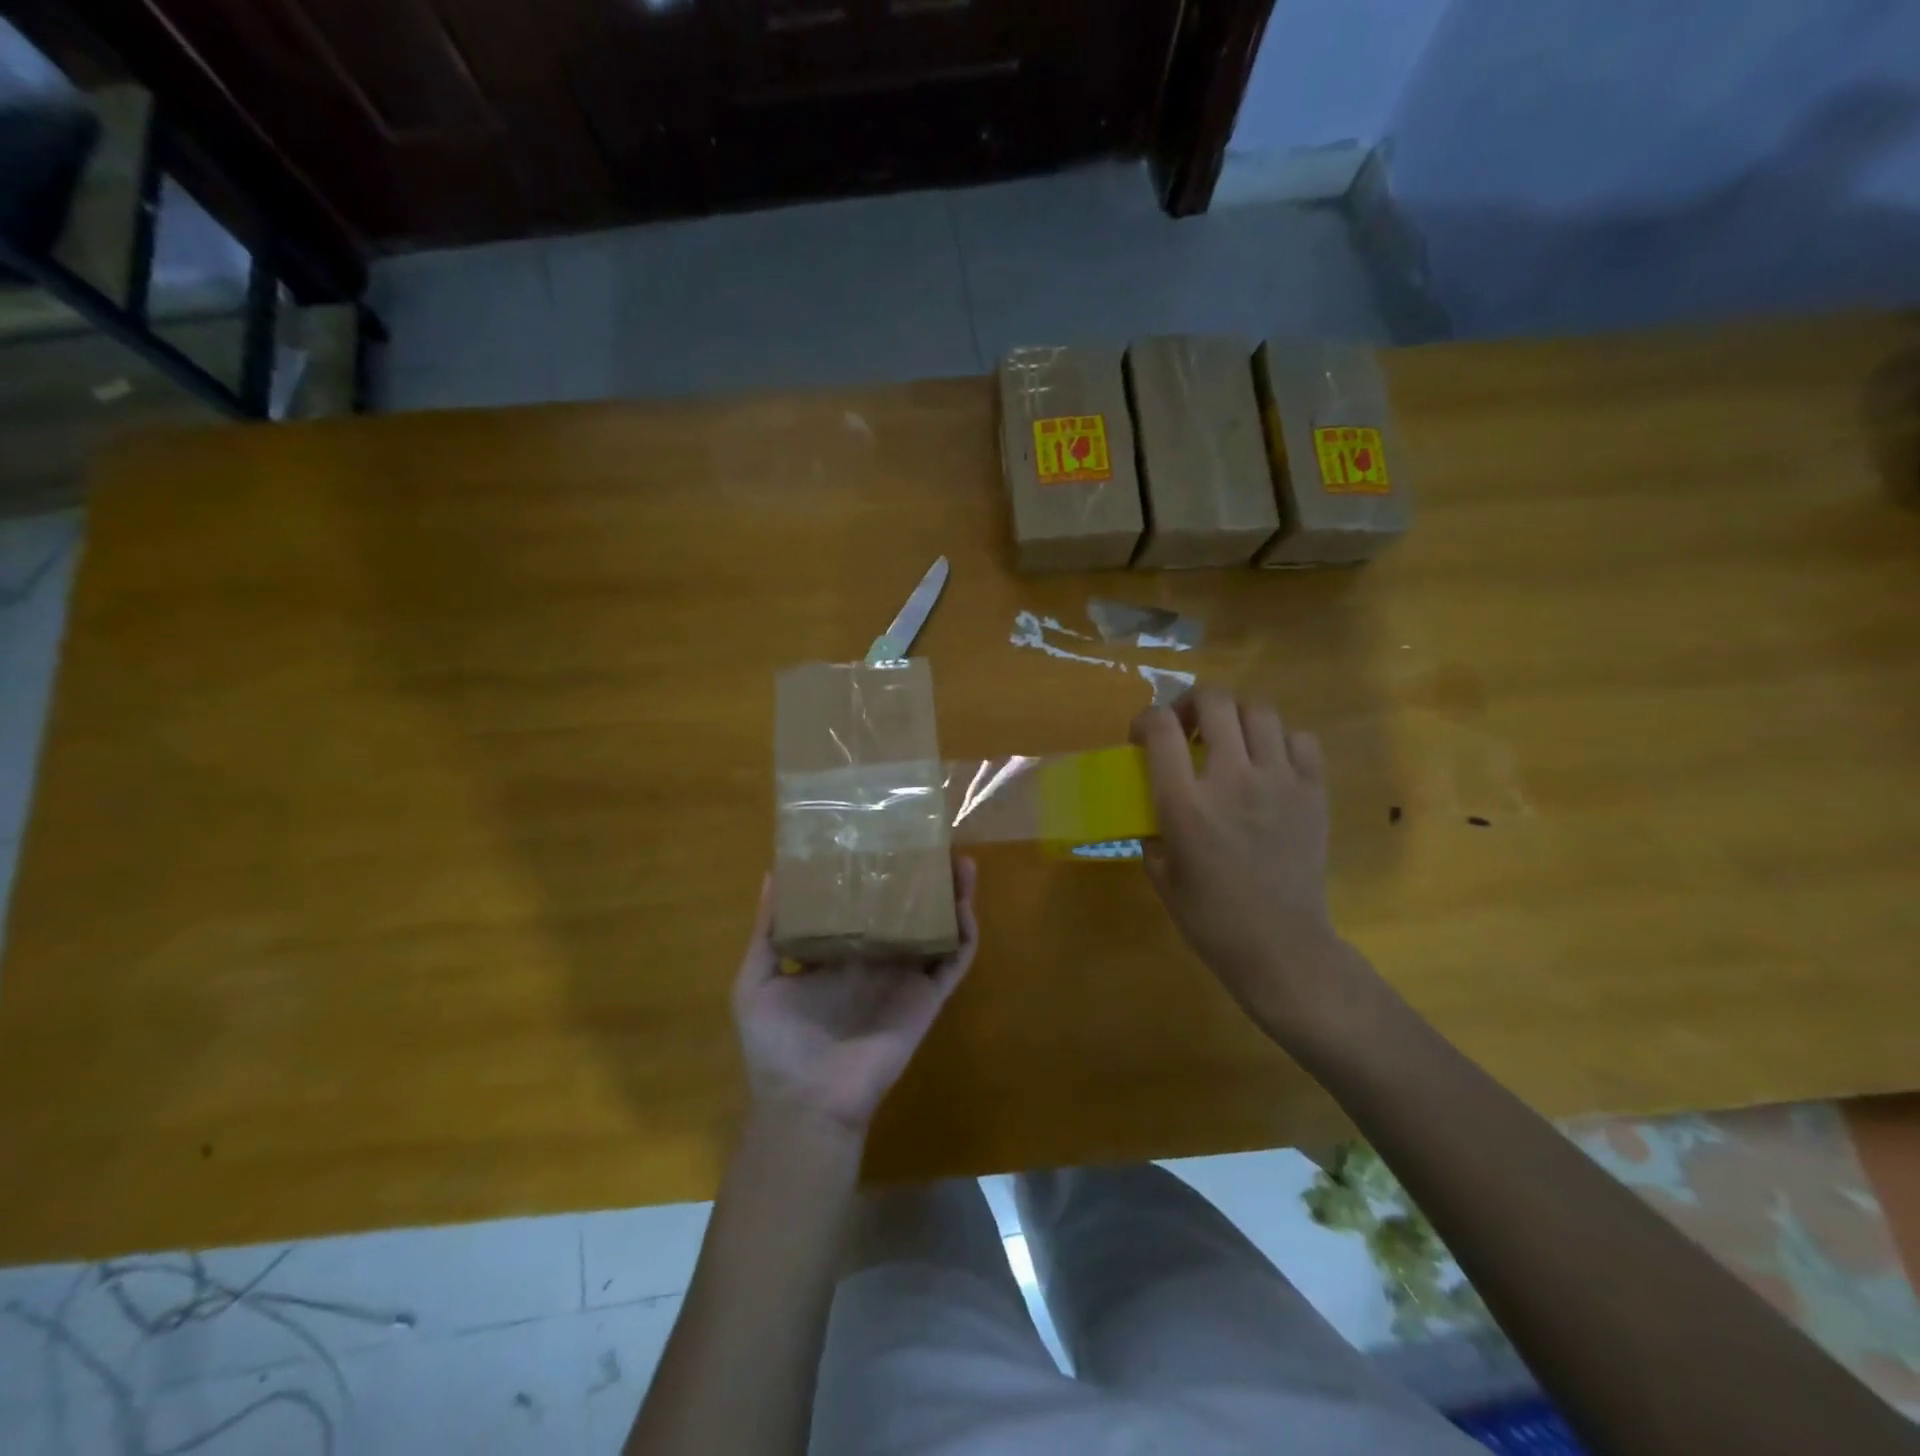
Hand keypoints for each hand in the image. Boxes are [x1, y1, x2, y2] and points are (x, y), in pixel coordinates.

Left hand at [732, 857, 978, 1132]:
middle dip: (920, 876)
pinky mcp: (927, 997)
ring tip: (959, 861)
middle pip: (906, 908)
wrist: (806, 1103)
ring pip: (937, 927)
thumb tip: (773, 874)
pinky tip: (964, 904)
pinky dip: (964, 933)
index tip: (880, 837)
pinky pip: (953, 960)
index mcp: (841, 951)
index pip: (863, 902)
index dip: (874, 873)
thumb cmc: (777, 1044)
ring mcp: (905, 976)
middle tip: (930, 841)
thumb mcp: (758, 980)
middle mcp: (877, 957)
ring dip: (951, 896)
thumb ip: (767, 930)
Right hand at [1132, 686, 1370, 1039]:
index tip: (1143, 736)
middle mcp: (1232, 779)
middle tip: (1188, 726)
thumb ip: (1154, 830)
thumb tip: (1156, 807)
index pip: (1161, 727)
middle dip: (1192, 703)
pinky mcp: (1313, 792)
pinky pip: (1301, 739)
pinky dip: (1281, 740)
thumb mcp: (1162, 873)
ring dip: (1236, 716)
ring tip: (1230, 739)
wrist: (1280, 946)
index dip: (1146, 719)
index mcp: (1186, 803)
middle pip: (1214, 700)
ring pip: (1259, 710)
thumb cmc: (1210, 917)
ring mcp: (1279, 781)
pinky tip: (1270, 763)